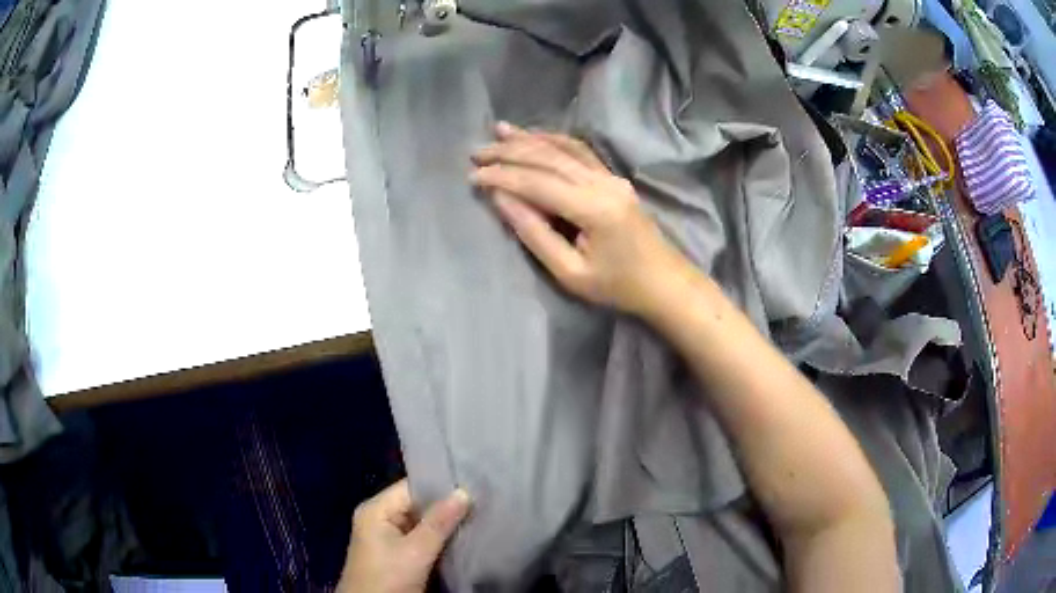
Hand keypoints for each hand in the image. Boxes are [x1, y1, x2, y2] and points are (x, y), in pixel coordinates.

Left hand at [338, 479, 470, 592]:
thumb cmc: (388, 577)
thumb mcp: (415, 552)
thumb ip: (439, 523)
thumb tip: (464, 492)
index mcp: (376, 510)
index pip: (412, 487)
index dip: (441, 485)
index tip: (472, 484)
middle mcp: (380, 519)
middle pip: (418, 505)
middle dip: (447, 506)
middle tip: (481, 501)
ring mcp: (388, 538)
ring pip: (422, 524)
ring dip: (445, 524)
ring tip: (478, 516)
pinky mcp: (397, 555)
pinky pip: (422, 540)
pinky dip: (440, 539)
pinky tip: (463, 536)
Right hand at [471, 123, 693, 317]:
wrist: (664, 283)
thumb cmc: (617, 287)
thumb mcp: (569, 273)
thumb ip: (534, 233)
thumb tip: (500, 198)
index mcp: (593, 209)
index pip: (537, 182)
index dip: (502, 177)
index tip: (472, 177)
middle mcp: (603, 183)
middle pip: (549, 158)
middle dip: (509, 152)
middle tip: (476, 152)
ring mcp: (611, 177)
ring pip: (564, 148)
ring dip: (529, 139)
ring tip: (499, 131)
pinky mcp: (614, 178)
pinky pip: (580, 151)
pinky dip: (553, 140)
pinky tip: (534, 135)